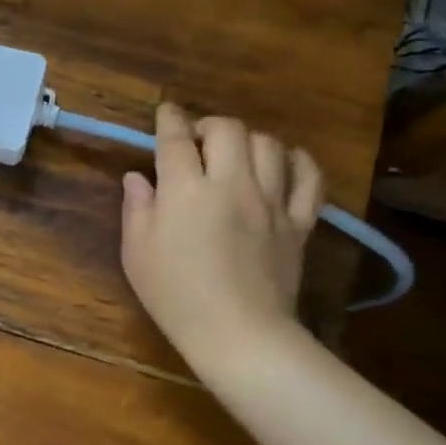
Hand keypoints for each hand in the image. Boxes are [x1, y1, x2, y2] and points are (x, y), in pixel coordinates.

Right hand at [120, 104, 322, 374]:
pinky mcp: (299, 221)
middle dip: (209, 125)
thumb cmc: (175, 295)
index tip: (165, 112)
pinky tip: (282, 166)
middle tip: (197, 142)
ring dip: (248, 141)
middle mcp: (231, 184)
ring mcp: (272, 201)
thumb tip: (137, 177)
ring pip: (269, 145)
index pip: (176, 138)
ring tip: (236, 155)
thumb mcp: (137, 253)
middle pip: (228, 130)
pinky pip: (309, 177)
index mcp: (185, 190)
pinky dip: (297, 162)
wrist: (239, 332)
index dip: (169, 119)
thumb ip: (136, 208)